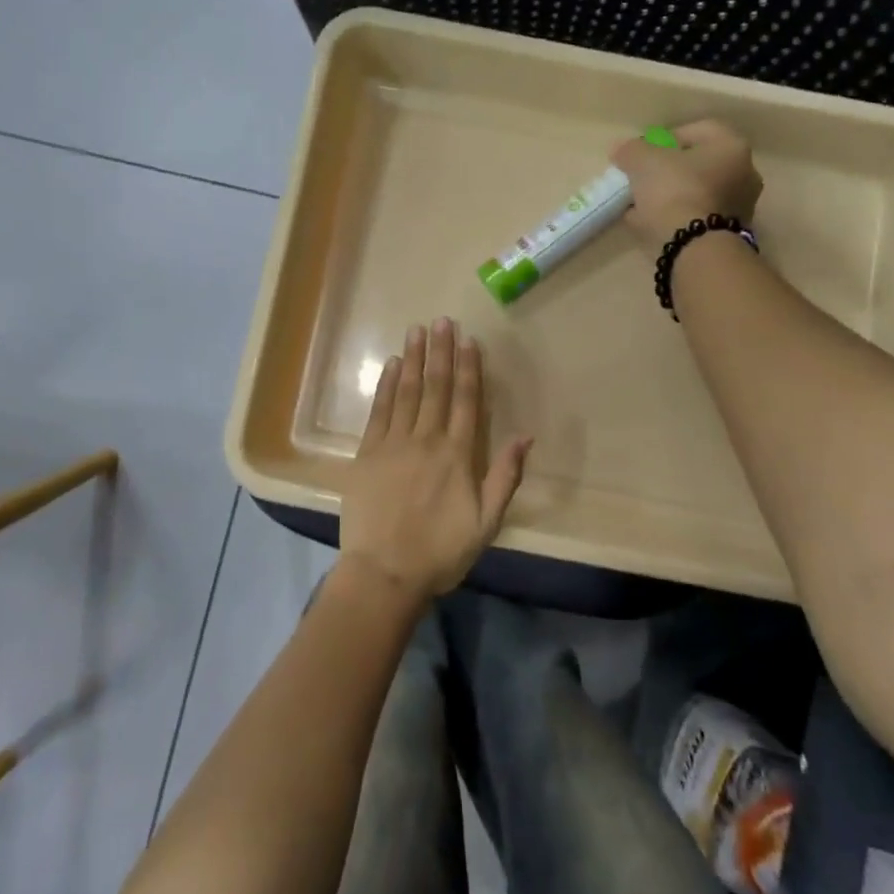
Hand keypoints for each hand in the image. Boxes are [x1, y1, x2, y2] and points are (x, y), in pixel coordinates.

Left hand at [339, 319, 531, 603]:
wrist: (384, 573)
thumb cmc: (441, 552)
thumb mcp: (487, 523)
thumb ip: (505, 477)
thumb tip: (526, 436)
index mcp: (457, 455)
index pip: (465, 401)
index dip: (467, 368)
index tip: (468, 340)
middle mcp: (426, 440)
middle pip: (435, 387)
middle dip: (440, 352)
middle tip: (442, 320)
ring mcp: (393, 444)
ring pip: (406, 392)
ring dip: (413, 359)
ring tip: (417, 330)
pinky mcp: (367, 454)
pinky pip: (379, 411)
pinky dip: (386, 386)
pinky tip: (391, 365)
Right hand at [610, 119, 763, 251]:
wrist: (695, 247)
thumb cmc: (675, 191)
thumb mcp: (643, 161)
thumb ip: (631, 150)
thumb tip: (622, 150)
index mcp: (731, 146)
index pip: (698, 130)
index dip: (666, 137)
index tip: (644, 153)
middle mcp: (744, 173)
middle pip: (698, 164)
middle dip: (668, 170)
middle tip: (642, 179)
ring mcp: (739, 206)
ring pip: (697, 193)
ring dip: (670, 196)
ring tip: (640, 206)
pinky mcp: (728, 233)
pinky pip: (696, 217)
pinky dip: (676, 218)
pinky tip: (651, 225)